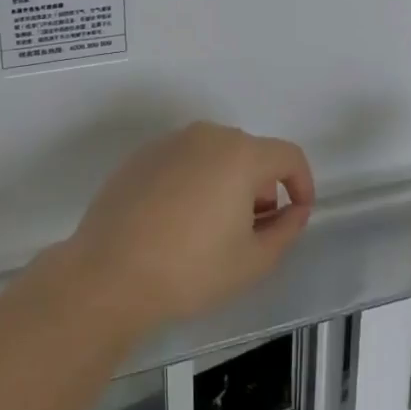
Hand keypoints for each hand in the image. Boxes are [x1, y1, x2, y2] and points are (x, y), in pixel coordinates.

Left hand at [67, 122, 314, 334]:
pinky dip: (193, 181)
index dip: (302, 184)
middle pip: (250, 153)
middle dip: (262, 186)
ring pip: (215, 155)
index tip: (296, 215)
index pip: (288, 156)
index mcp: (240, 154)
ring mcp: (170, 142)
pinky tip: (176, 221)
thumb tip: (294, 210)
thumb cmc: (190, 269)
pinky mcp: (141, 156)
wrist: (108, 274)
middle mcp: (207, 135)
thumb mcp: (253, 261)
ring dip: (227, 182)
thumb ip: (286, 229)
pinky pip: (183, 161)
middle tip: (253, 229)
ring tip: (213, 228)